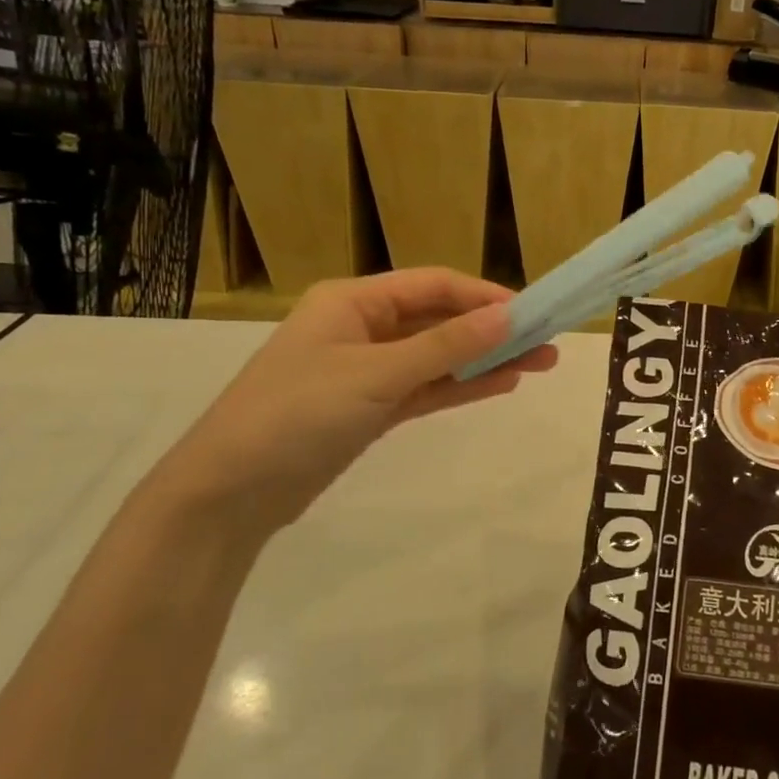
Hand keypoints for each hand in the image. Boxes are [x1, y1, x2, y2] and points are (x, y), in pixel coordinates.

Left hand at [138, 270, 554, 548]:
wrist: (230, 492)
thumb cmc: (297, 414)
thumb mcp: (376, 374)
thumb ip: (445, 346)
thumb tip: (510, 317)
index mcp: (352, 301)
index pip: (432, 286)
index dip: (484, 296)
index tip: (532, 312)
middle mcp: (361, 328)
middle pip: (439, 321)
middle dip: (492, 331)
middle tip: (548, 342)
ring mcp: (367, 371)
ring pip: (437, 357)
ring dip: (484, 360)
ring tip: (540, 364)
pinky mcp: (370, 409)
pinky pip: (425, 389)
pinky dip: (460, 386)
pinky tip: (501, 385)